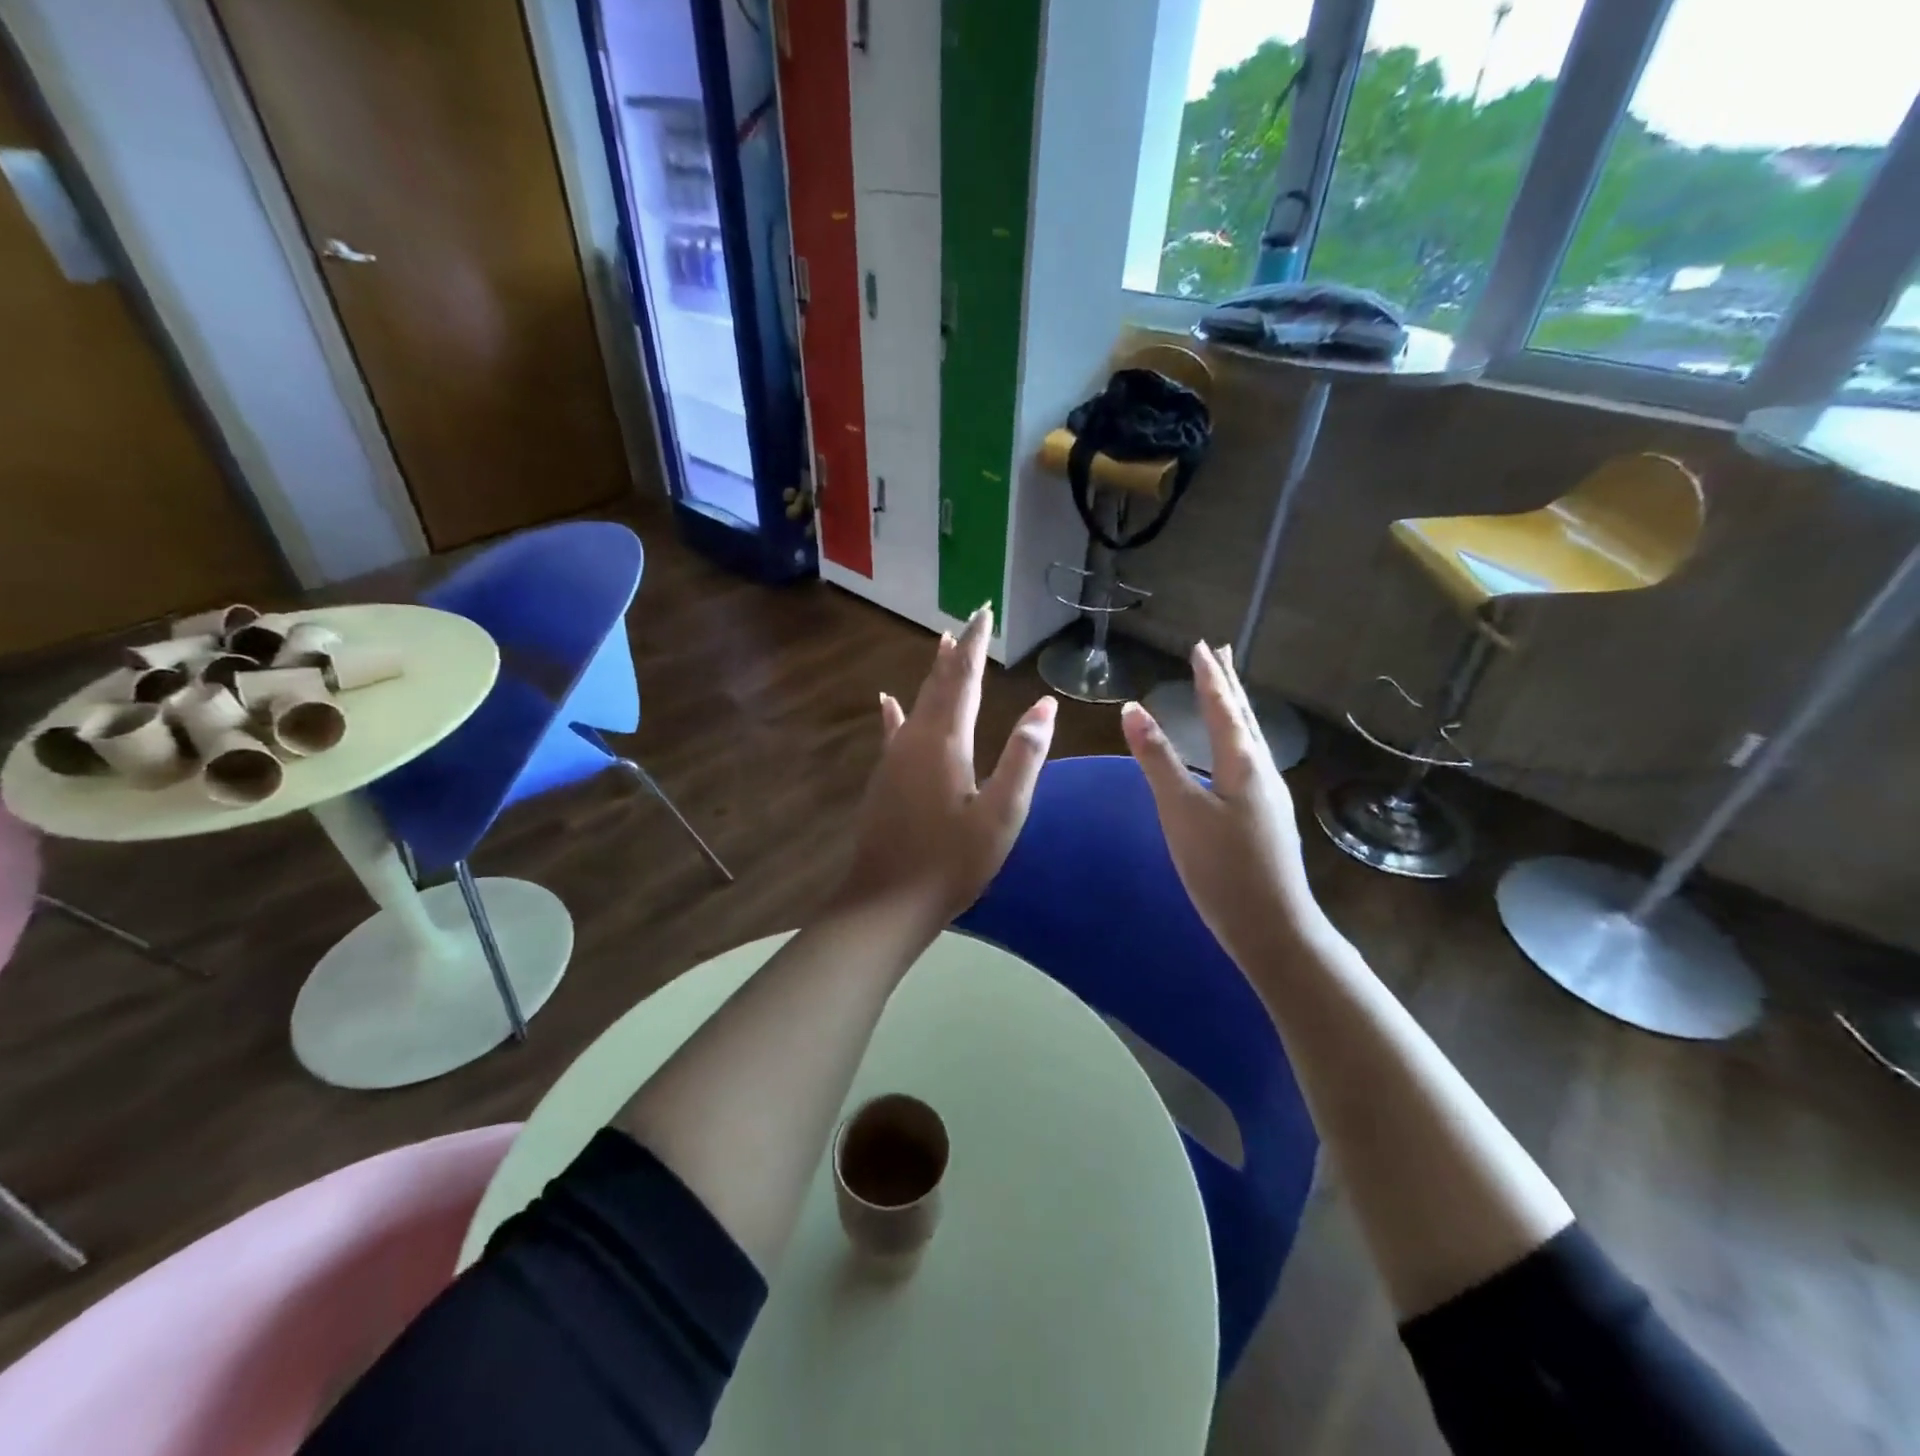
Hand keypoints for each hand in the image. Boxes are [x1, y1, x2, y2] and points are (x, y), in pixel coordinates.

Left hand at [834, 604, 1057, 929]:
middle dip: (956, 650)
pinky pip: (893, 730)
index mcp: (946, 741)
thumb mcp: (1002, 814)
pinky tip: (887, 701)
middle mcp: (915, 738)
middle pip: (938, 683)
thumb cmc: (952, 861)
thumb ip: (1023, 758)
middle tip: (969, 620)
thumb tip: (1045, 707)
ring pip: (916, 702)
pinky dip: (896, 711)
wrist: (889, 900)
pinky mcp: (883, 777)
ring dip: (932, 674)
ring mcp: (894, 757)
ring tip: (940, 645)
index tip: (984, 613)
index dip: (975, 645)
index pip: (964, 678)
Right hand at [1121, 643, 1326, 965]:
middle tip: (1221, 652)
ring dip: (1236, 709)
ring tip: (1227, 691)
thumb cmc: (1222, 868)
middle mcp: (1261, 772)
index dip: (1208, 676)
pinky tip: (1234, 754)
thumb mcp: (1181, 812)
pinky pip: (1250, 760)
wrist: (1273, 928)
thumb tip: (1133, 709)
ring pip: (1250, 739)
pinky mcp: (1266, 818)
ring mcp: (1268, 796)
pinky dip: (1238, 738)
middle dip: (1228, 683)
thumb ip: (1157, 760)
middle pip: (1243, 717)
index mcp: (1243, 764)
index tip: (1200, 646)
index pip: (1222, 708)